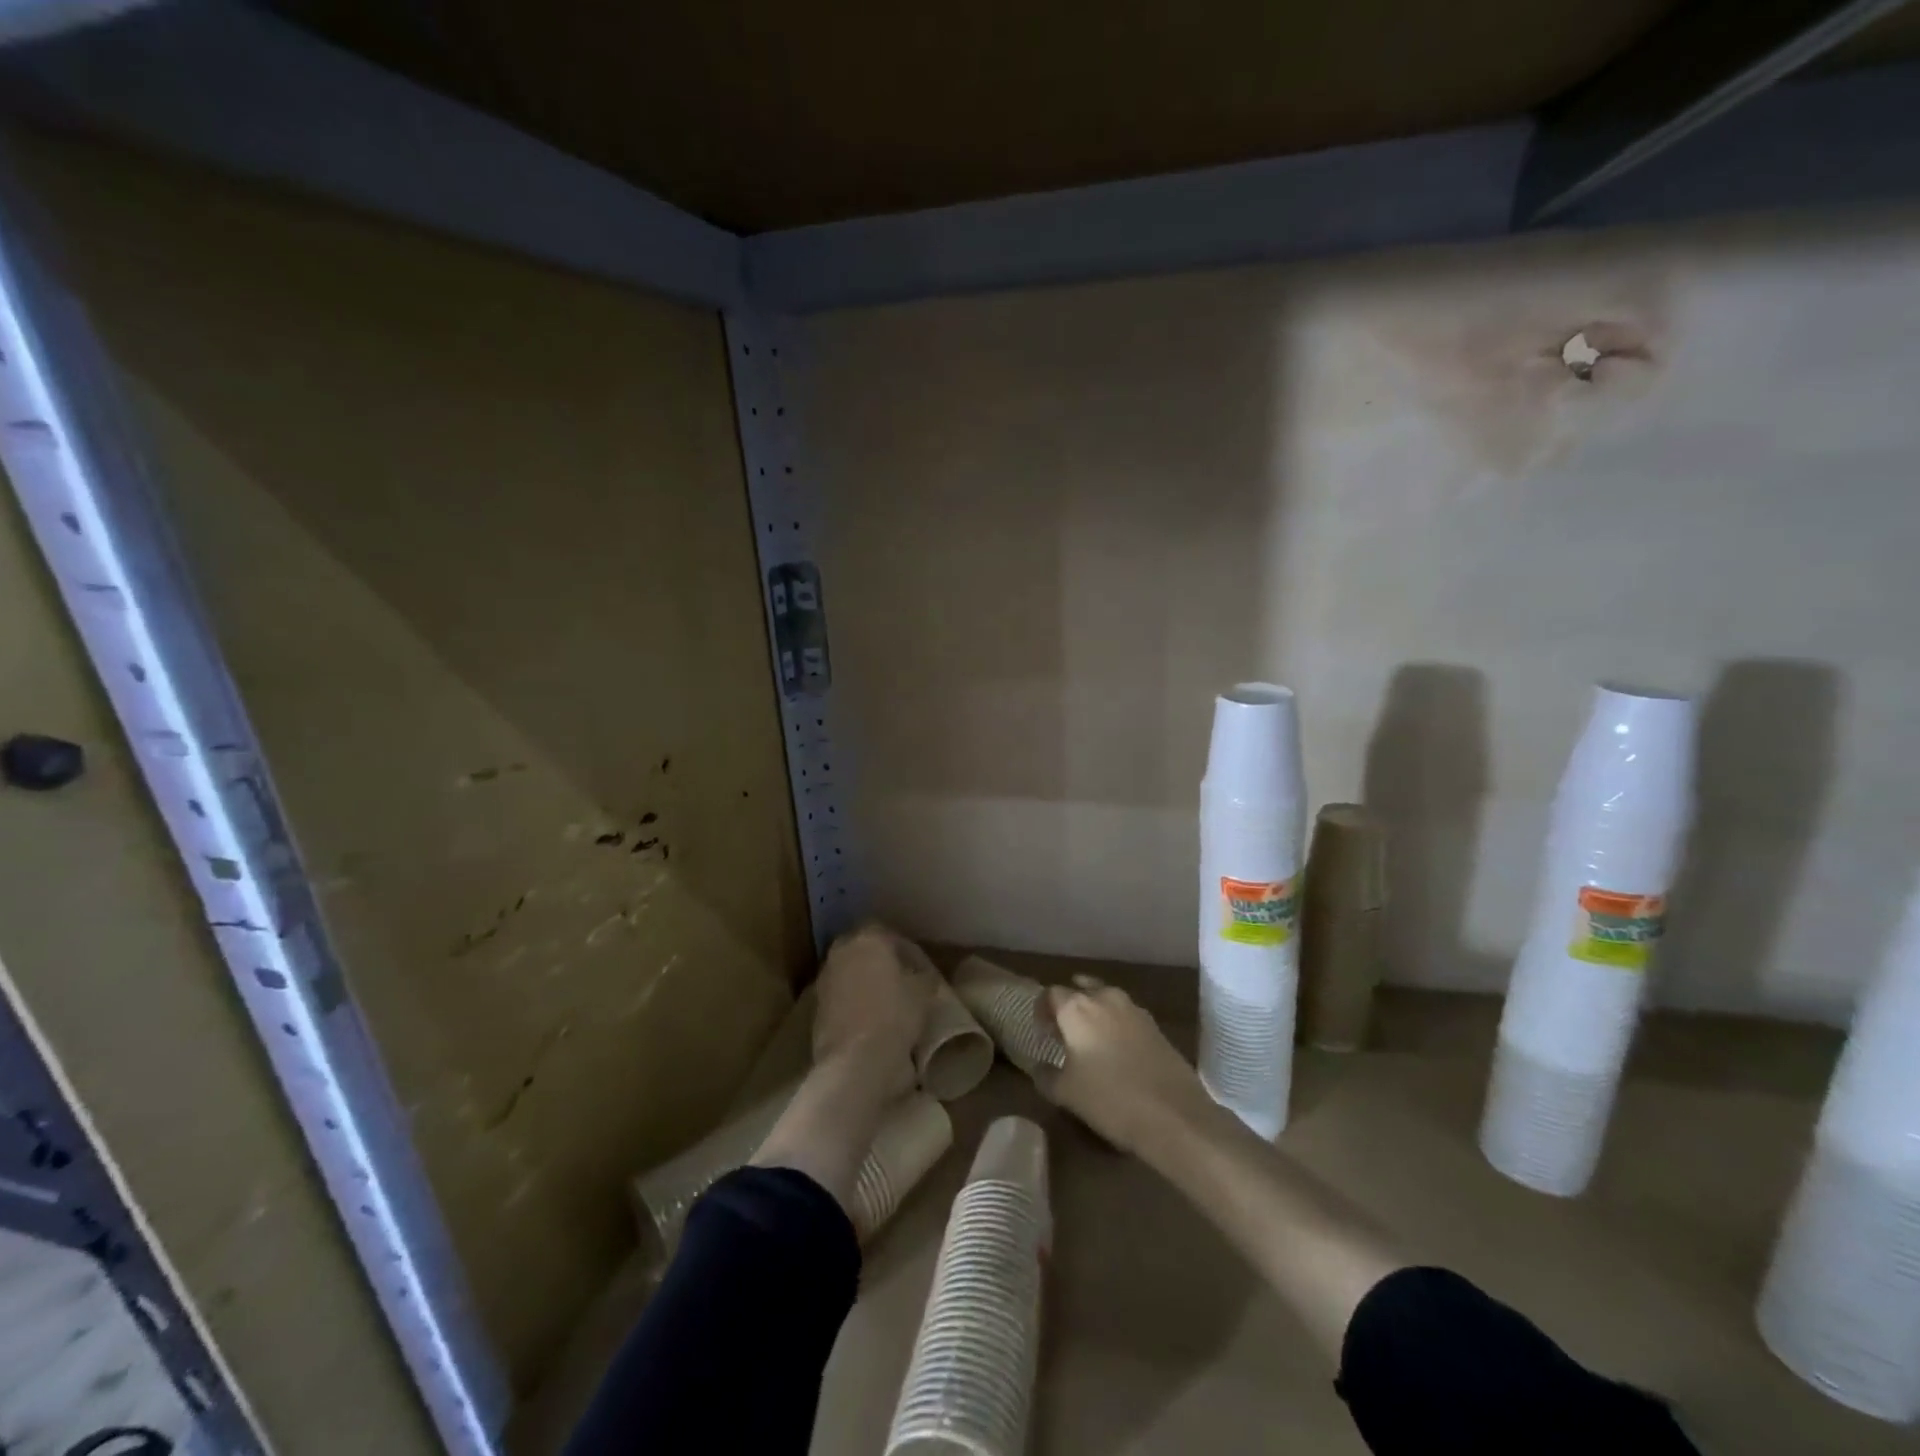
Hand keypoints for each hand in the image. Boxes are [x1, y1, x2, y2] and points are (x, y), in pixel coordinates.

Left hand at [811, 924, 936, 1094]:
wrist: (855, 1061)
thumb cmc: (895, 1015)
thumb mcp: (924, 991)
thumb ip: (923, 976)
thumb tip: (923, 976)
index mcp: (868, 938)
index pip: (892, 935)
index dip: (910, 952)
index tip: (924, 970)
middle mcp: (841, 952)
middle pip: (866, 952)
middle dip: (884, 965)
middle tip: (905, 983)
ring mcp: (825, 980)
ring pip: (852, 975)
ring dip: (867, 984)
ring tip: (889, 1004)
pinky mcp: (816, 1009)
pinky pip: (842, 999)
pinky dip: (855, 1005)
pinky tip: (872, 1021)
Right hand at [1037, 977, 1217, 1154]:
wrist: (1175, 1115)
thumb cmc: (1110, 1099)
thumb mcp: (1066, 1093)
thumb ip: (1046, 1075)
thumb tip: (1039, 1066)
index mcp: (1077, 1008)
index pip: (1050, 994)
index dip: (1042, 1010)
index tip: (1041, 1032)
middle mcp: (1105, 998)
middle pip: (1080, 989)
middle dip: (1069, 1005)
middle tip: (1063, 1031)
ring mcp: (1134, 1009)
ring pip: (1106, 998)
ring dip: (1094, 1012)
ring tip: (1090, 1040)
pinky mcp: (1156, 1025)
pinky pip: (1126, 1015)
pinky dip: (1115, 1024)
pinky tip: (1117, 1051)